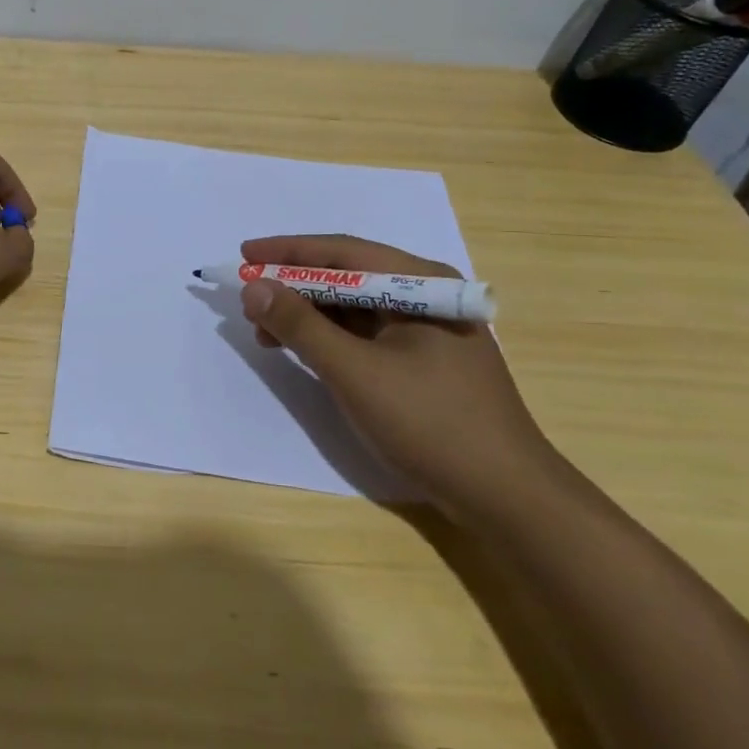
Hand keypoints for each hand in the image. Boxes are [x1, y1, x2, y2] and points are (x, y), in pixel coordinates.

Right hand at [237, 234, 556, 520]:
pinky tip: (302, 351)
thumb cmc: (430, 423)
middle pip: (347, 276)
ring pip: (353, 307)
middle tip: (248, 296)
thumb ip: (300, 326)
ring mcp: (426, 330)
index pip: (342, 252)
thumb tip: (253, 287)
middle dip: (294, 286)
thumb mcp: (355, 372)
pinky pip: (364, 335)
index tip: (243, 255)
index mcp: (420, 284)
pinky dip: (329, 339)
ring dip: (308, 314)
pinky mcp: (422, 361)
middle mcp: (425, 296)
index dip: (287, 252)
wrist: (506, 497)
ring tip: (264, 330)